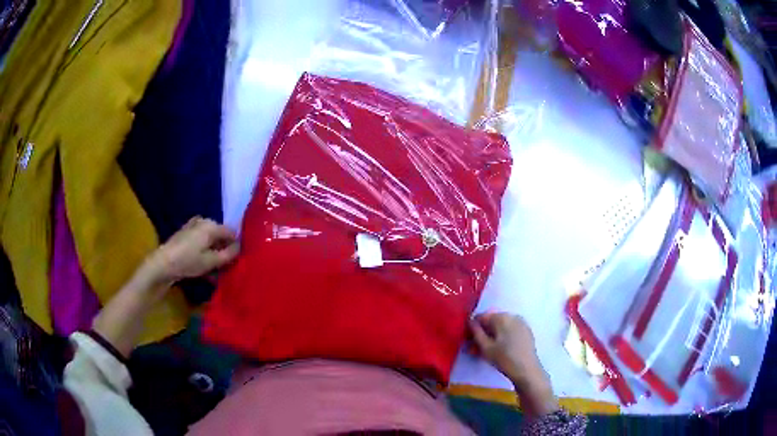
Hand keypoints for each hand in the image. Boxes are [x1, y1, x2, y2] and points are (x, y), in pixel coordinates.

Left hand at [148, 217, 239, 283]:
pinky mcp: (185, 234)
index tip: (237, 260)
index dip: (236, 245)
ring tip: (214, 269)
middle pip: (220, 235)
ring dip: (214, 251)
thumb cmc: (188, 261)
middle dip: (224, 249)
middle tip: (226, 266)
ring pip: (210, 239)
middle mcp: (203, 221)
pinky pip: (201, 240)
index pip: (231, 232)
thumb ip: (228, 254)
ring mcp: (192, 226)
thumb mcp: (211, 261)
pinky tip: (203, 264)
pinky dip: (204, 250)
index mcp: (211, 225)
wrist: (162, 264)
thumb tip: (240, 247)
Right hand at [469, 312, 558, 416]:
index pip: (481, 317)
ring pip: (501, 327)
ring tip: (487, 351)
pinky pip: (510, 330)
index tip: (468, 340)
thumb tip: (470, 322)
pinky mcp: (526, 332)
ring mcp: (521, 323)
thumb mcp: (485, 347)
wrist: (527, 370)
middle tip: (475, 349)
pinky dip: (503, 337)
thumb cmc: (504, 358)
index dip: (472, 328)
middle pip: (492, 321)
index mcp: (501, 317)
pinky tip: (500, 350)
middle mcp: (512, 316)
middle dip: (483, 333)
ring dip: (492, 336)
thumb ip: (476, 332)